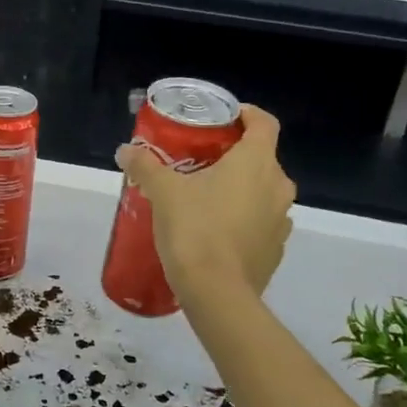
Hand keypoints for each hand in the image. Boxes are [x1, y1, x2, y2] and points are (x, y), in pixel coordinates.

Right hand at [116, 105, 295, 300]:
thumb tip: (125, 150)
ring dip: (240, 190)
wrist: (216, 293)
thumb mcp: (163, 192)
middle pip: (261, 159)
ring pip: (262, 192)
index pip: (264, 122)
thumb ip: (145, 166)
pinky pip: (260, 223)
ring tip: (205, 198)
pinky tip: (215, 232)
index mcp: (256, 162)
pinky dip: (243, 219)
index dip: (247, 114)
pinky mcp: (275, 249)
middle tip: (201, 162)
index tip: (224, 117)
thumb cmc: (194, 229)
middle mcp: (278, 186)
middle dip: (234, 157)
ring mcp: (281, 220)